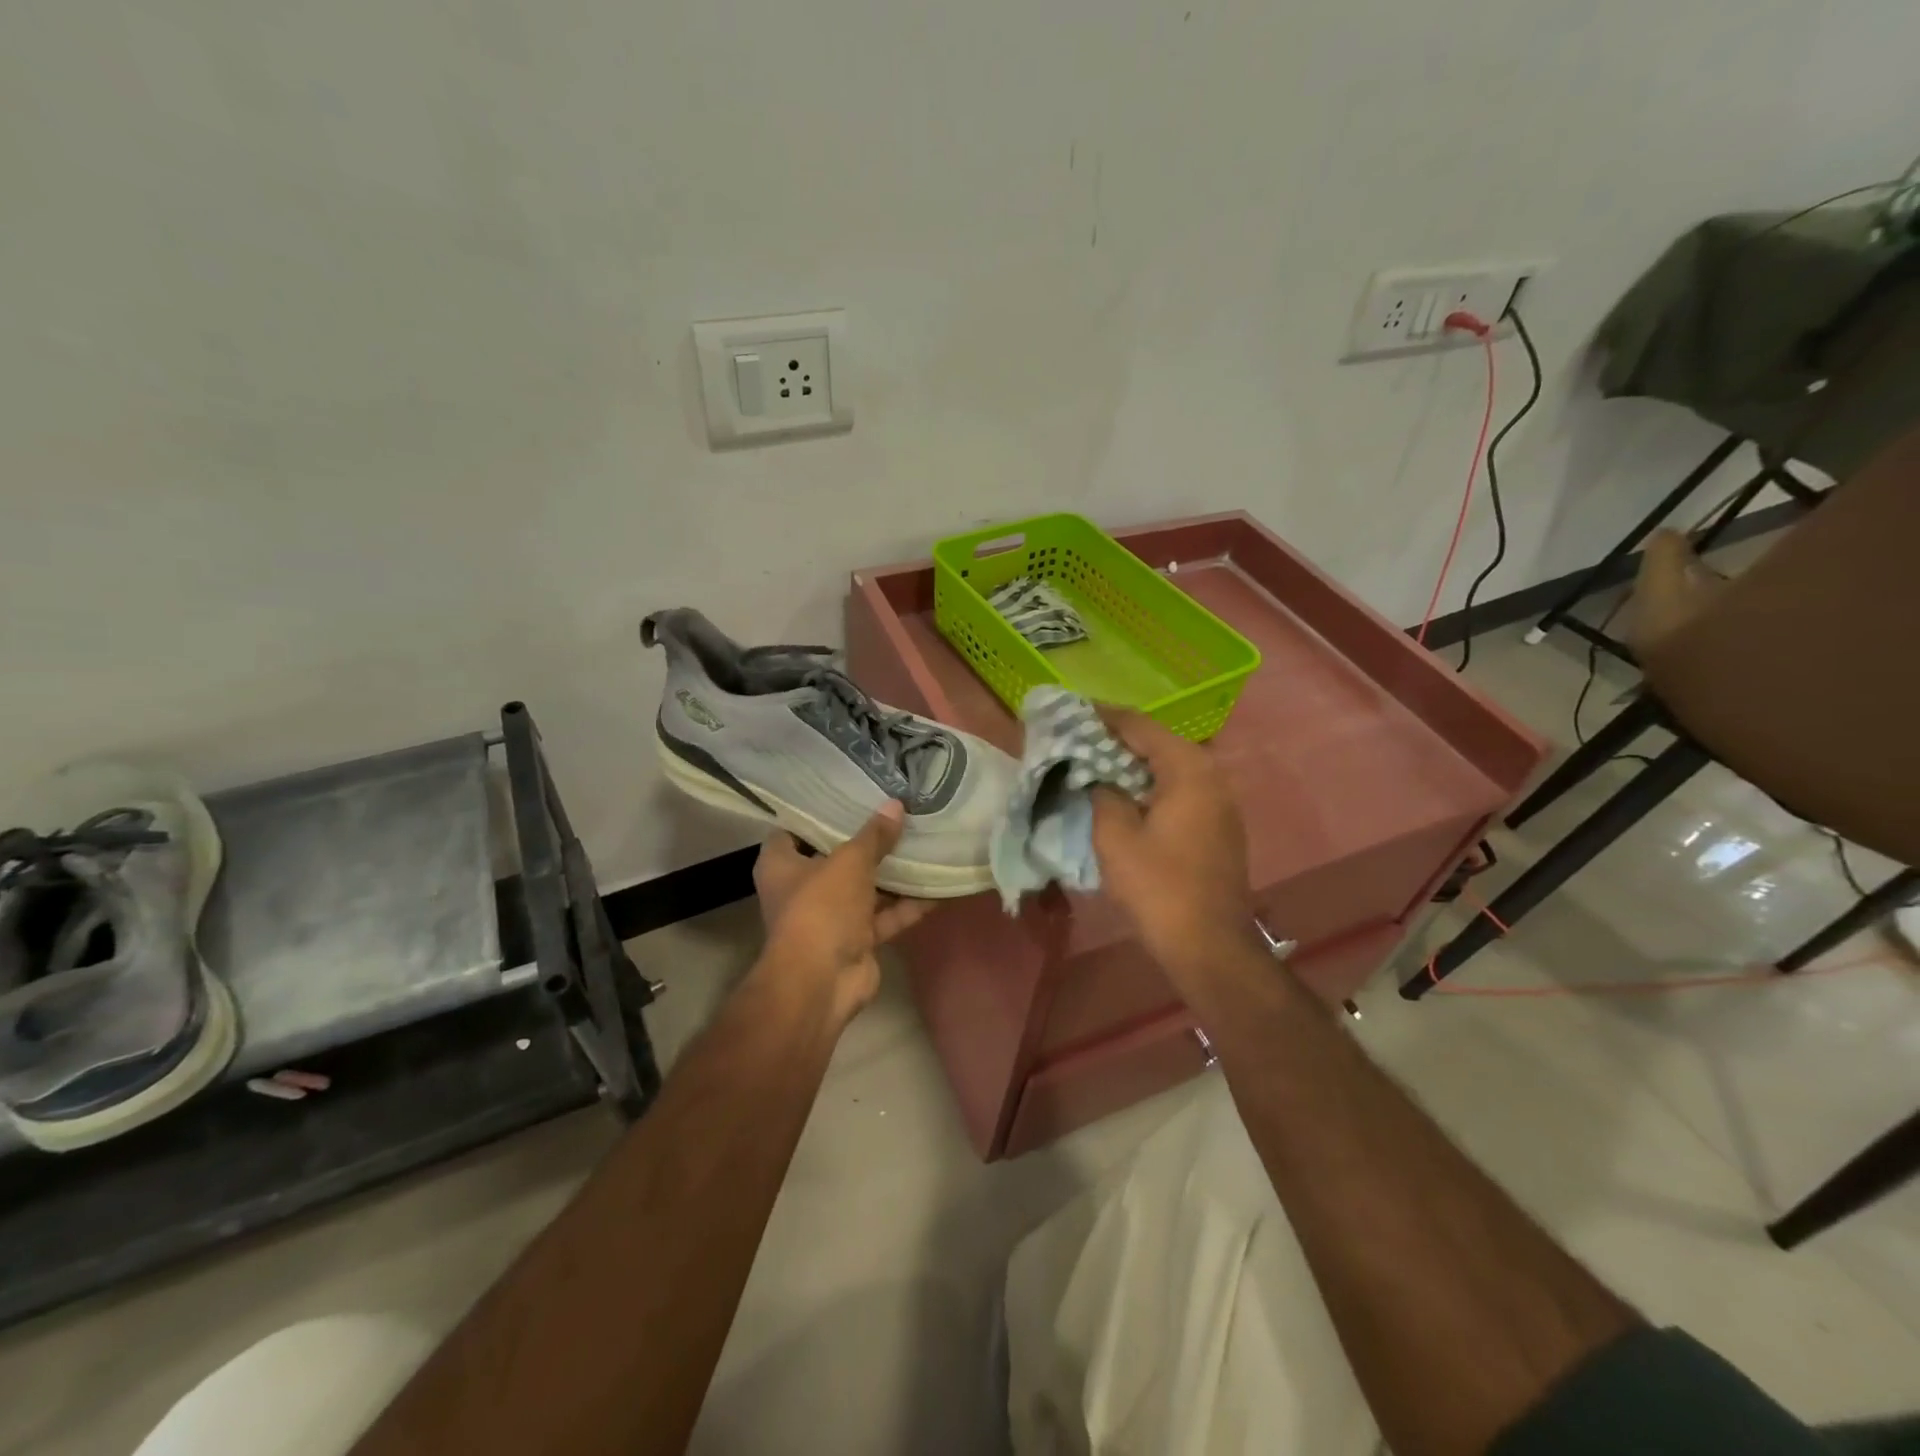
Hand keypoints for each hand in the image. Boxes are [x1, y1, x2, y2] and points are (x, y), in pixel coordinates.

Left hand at [752, 802, 933, 1017]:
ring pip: (864, 888)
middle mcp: (801, 889)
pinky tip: (937, 886)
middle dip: (865, 842)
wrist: (823, 981)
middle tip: (896, 814)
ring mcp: (830, 917)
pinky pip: (884, 916)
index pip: (793, 830)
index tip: (848, 795)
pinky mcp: (856, 940)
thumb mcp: (850, 861)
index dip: (817, 814)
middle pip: (835, 858)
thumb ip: (874, 835)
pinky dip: (907, 905)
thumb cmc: (821, 907)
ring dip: (892, 874)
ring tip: (923, 843)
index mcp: (781, 865)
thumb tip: (895, 805)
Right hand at [1091, 710, 1259, 991]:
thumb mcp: (1115, 836)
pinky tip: (1122, 794)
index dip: (1102, 716)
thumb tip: (1096, 775)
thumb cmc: (1158, 886)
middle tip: (1076, 739)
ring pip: (1168, 765)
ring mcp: (1220, 799)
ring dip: (1132, 763)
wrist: (1209, 944)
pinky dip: (1149, 783)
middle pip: (1157, 742)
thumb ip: (1102, 793)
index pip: (1139, 726)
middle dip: (1116, 739)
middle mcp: (1211, 774)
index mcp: (1188, 769)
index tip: (1070, 712)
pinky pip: (1179, 788)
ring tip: (1093, 763)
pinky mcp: (1218, 823)